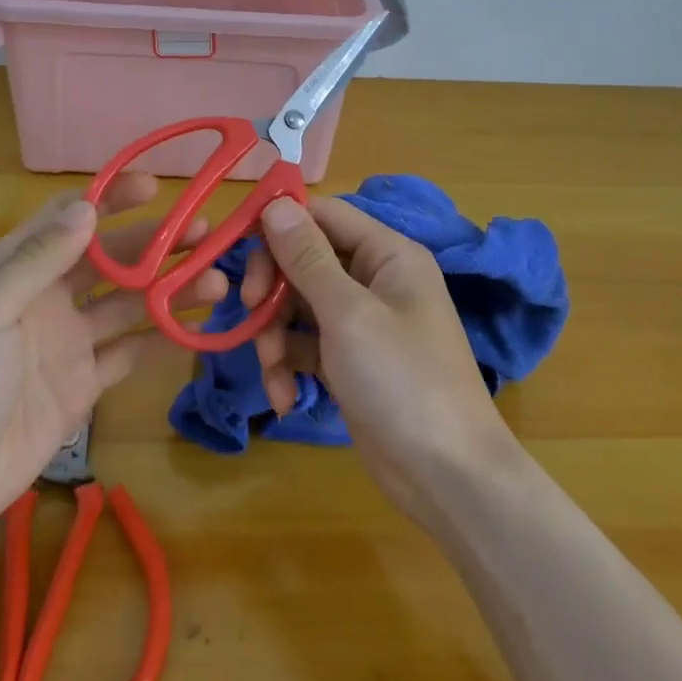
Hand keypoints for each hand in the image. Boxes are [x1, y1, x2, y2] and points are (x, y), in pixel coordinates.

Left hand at [0, 174, 225, 547]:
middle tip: (207, 235)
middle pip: (111, 258)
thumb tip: (87, 209)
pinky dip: (163, 340)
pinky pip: (130, 353)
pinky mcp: (83, 385)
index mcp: (17, 270)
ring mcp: (68, 343)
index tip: (153, 188)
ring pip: (129, 304)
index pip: (68, 219)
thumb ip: (35, 261)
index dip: (109, 198)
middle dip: (156, 243)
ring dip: (170, 289)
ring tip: (216, 281)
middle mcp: (47, 298)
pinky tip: (198, 329)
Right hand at [242, 196, 512, 521]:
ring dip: (275, 335)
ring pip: (297, 305)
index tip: (235, 244)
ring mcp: (360, 323)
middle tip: (250, 308)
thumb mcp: (348, 314)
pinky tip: (286, 398)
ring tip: (273, 370)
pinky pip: (305, 345)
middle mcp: (374, 280)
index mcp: (387, 254)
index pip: (323, 215)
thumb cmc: (402, 381)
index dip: (278, 223)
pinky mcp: (348, 361)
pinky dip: (289, 366)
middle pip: (304, 260)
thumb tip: (277, 203)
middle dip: (273, 287)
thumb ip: (307, 258)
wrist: (446, 477)